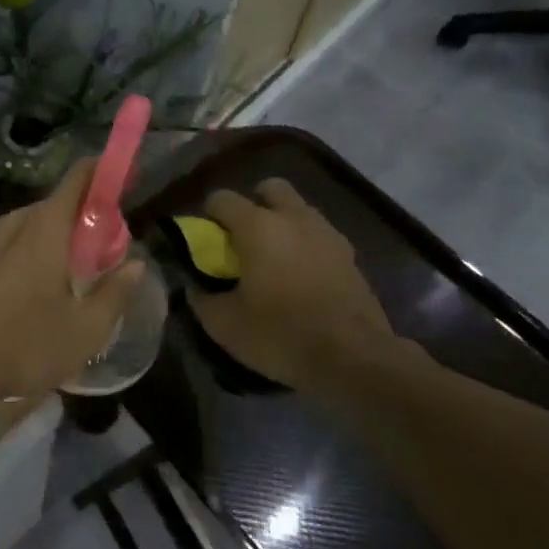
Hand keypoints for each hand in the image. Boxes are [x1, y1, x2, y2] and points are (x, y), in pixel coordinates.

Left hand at [0, 158, 144, 410]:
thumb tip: (136, 264)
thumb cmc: (24, 346)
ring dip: (50, 241)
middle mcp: (10, 225)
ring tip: (67, 278)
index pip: (78, 180)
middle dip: (80, 221)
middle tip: (102, 253)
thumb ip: (115, 293)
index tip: (123, 182)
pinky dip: (24, 256)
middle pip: (53, 207)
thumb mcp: (85, 330)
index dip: (102, 174)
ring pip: (26, 228)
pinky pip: (4, 247)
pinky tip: (29, 295)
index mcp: (44, 229)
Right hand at [186, 179, 397, 390]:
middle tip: (242, 240)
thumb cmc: (280, 334)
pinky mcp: (350, 256)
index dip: (208, 217)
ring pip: (299, 210)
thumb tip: (194, 285)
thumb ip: (201, 297)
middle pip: (270, 188)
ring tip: (272, 261)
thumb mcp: (223, 324)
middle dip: (253, 205)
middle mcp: (294, 219)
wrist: (354, 360)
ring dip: (282, 224)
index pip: (222, 198)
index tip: (206, 244)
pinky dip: (305, 246)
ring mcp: (327, 234)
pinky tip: (299, 278)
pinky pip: (319, 236)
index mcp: (257, 226)